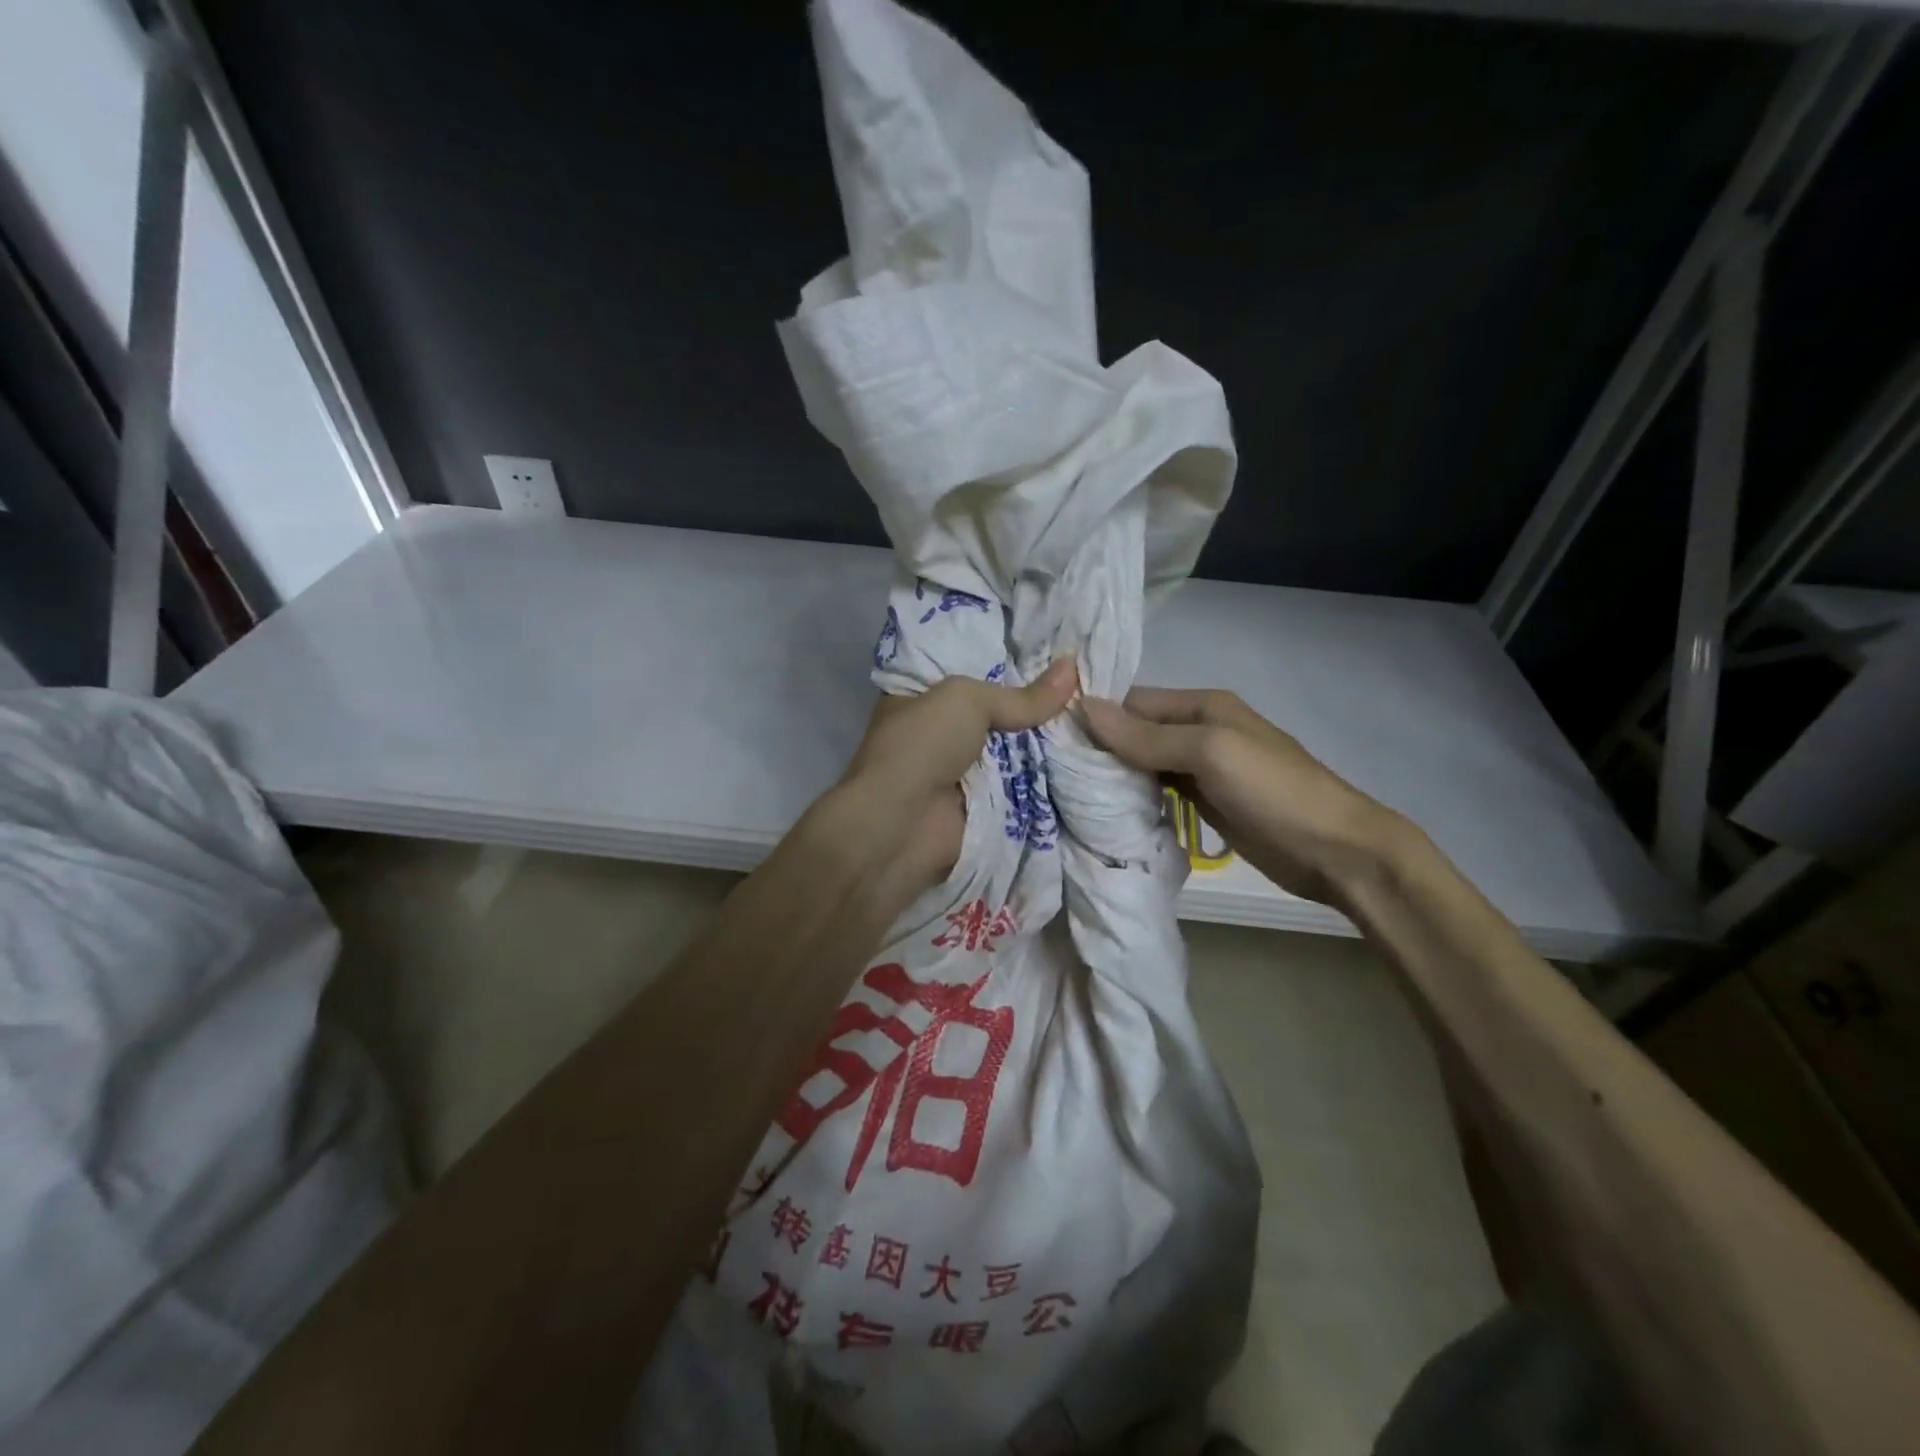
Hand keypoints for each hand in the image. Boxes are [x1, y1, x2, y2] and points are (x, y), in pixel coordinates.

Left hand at [842, 659, 1078, 886]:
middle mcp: (944, 732)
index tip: (1061, 652)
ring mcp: (965, 772)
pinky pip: (1026, 787)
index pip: (975, 672)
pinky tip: (1092, 760)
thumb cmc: (922, 747)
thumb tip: (1072, 666)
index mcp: (924, 697)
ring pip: (1019, 752)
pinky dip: (1052, 780)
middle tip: (1094, 686)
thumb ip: (1021, 695)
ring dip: (1053, 744)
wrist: (901, 826)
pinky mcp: (986, 807)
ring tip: (1104, 718)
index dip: (1013, 662)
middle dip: (1042, 706)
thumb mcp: (967, 701)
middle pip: (1002, 714)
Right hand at [1079, 687, 1407, 908]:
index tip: (1052, 739)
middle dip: (1100, 748)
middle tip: (1053, 773)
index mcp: (1202, 705)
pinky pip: (1158, 791)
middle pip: (1135, 732)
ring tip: (1069, 793)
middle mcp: (1198, 730)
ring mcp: (1202, 768)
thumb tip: (1083, 707)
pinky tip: (1106, 811)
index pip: (1133, 702)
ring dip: (1114, 775)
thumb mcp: (1209, 752)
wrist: (1335, 850)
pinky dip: (1134, 797)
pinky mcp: (1204, 802)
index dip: (1096, 717)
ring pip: (1143, 763)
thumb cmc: (1273, 790)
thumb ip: (1146, 734)